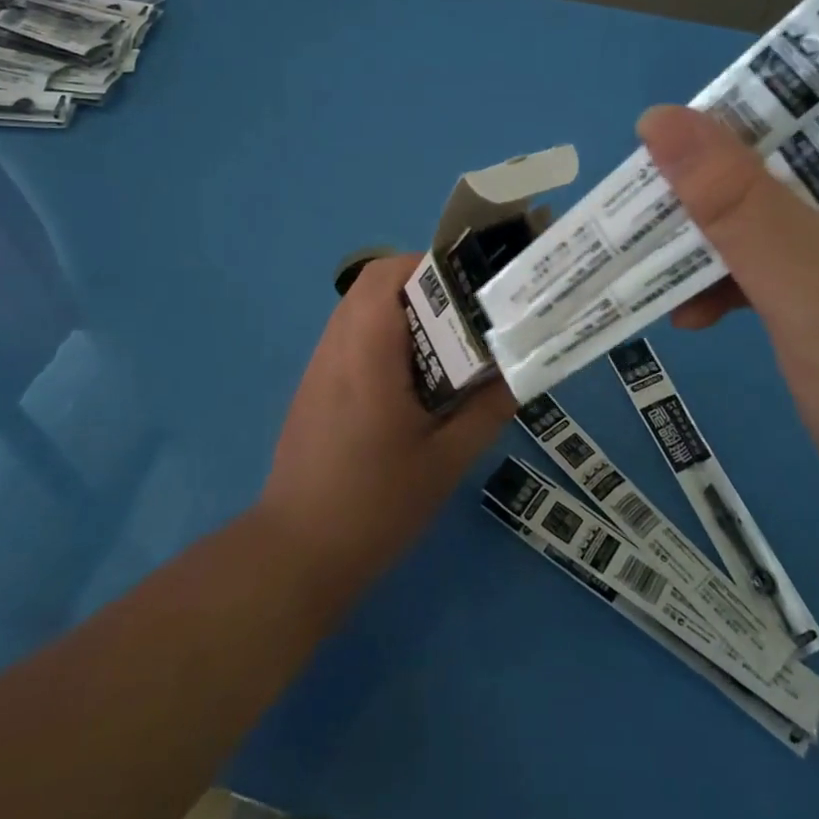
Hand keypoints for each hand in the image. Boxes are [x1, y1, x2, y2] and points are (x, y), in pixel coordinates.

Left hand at [257, 255, 516, 584]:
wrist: (298, 552)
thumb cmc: (376, 505)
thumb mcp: (445, 461)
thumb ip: (486, 410)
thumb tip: (520, 372)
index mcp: (367, 354)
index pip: (388, 275)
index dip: (430, 266)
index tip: (471, 287)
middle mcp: (336, 347)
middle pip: (372, 284)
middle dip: (421, 286)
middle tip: (465, 315)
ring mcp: (318, 366)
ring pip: (358, 309)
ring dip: (400, 311)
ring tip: (445, 343)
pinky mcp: (313, 387)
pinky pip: (349, 337)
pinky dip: (381, 336)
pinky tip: (410, 378)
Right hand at [639, 105, 818, 578]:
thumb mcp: (812, 289)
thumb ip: (734, 200)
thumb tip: (659, 117)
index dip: (758, 114)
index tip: (677, 131)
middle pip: (814, 168)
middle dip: (731, 195)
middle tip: (652, 198)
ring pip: (798, 223)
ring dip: (730, 248)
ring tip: (660, 267)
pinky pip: (802, 272)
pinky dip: (750, 287)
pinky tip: (697, 313)